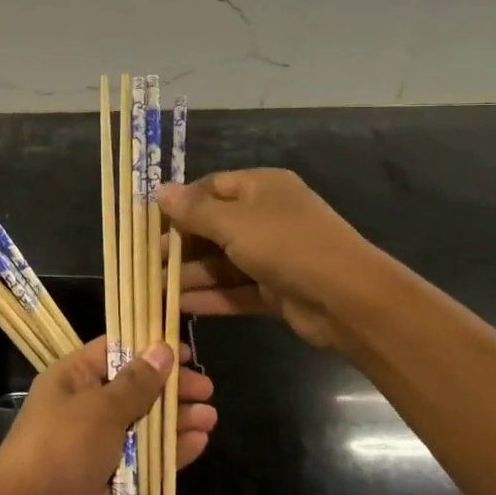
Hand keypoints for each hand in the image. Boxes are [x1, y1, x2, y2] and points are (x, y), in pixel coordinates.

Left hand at [0, 337, 216, 494]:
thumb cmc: (62, 446)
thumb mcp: (100, 407)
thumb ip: (136, 383)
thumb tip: (163, 349)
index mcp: (74, 379)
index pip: (114, 351)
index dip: (148, 347)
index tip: (183, 349)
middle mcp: (88, 407)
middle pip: (136, 388)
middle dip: (169, 387)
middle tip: (206, 387)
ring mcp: (103, 445)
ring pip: (147, 425)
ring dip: (177, 419)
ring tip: (210, 415)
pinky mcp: (118, 480)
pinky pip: (150, 460)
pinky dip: (173, 451)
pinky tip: (199, 441)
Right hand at [157, 169, 383, 353]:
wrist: (348, 299)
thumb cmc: (286, 245)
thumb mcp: (234, 223)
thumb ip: (194, 210)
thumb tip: (160, 190)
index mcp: (261, 188)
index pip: (210, 188)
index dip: (180, 204)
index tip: (149, 224)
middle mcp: (266, 217)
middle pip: (213, 228)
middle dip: (180, 246)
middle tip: (146, 262)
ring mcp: (272, 255)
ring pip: (222, 262)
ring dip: (190, 276)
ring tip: (153, 290)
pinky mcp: (275, 290)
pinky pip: (235, 289)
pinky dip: (210, 297)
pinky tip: (179, 307)